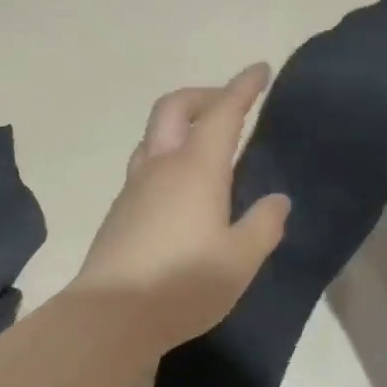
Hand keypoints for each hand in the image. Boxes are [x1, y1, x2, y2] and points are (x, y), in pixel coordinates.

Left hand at [75, 64, 291, 350]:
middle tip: (229, 104)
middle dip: (204, 94)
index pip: (223, 112)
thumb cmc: (183, 284)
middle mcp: (161, 167)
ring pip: (154, 135)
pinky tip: (182, 189)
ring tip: (206, 145)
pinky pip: (146, 166)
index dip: (243, 87)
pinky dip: (168, 156)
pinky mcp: (119, 212)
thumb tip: (276, 200)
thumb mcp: (241, 259)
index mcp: (196, 169)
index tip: (259, 69)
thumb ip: (264, 225)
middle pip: (175, 108)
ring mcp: (133, 188)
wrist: (111, 317)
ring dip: (180, 124)